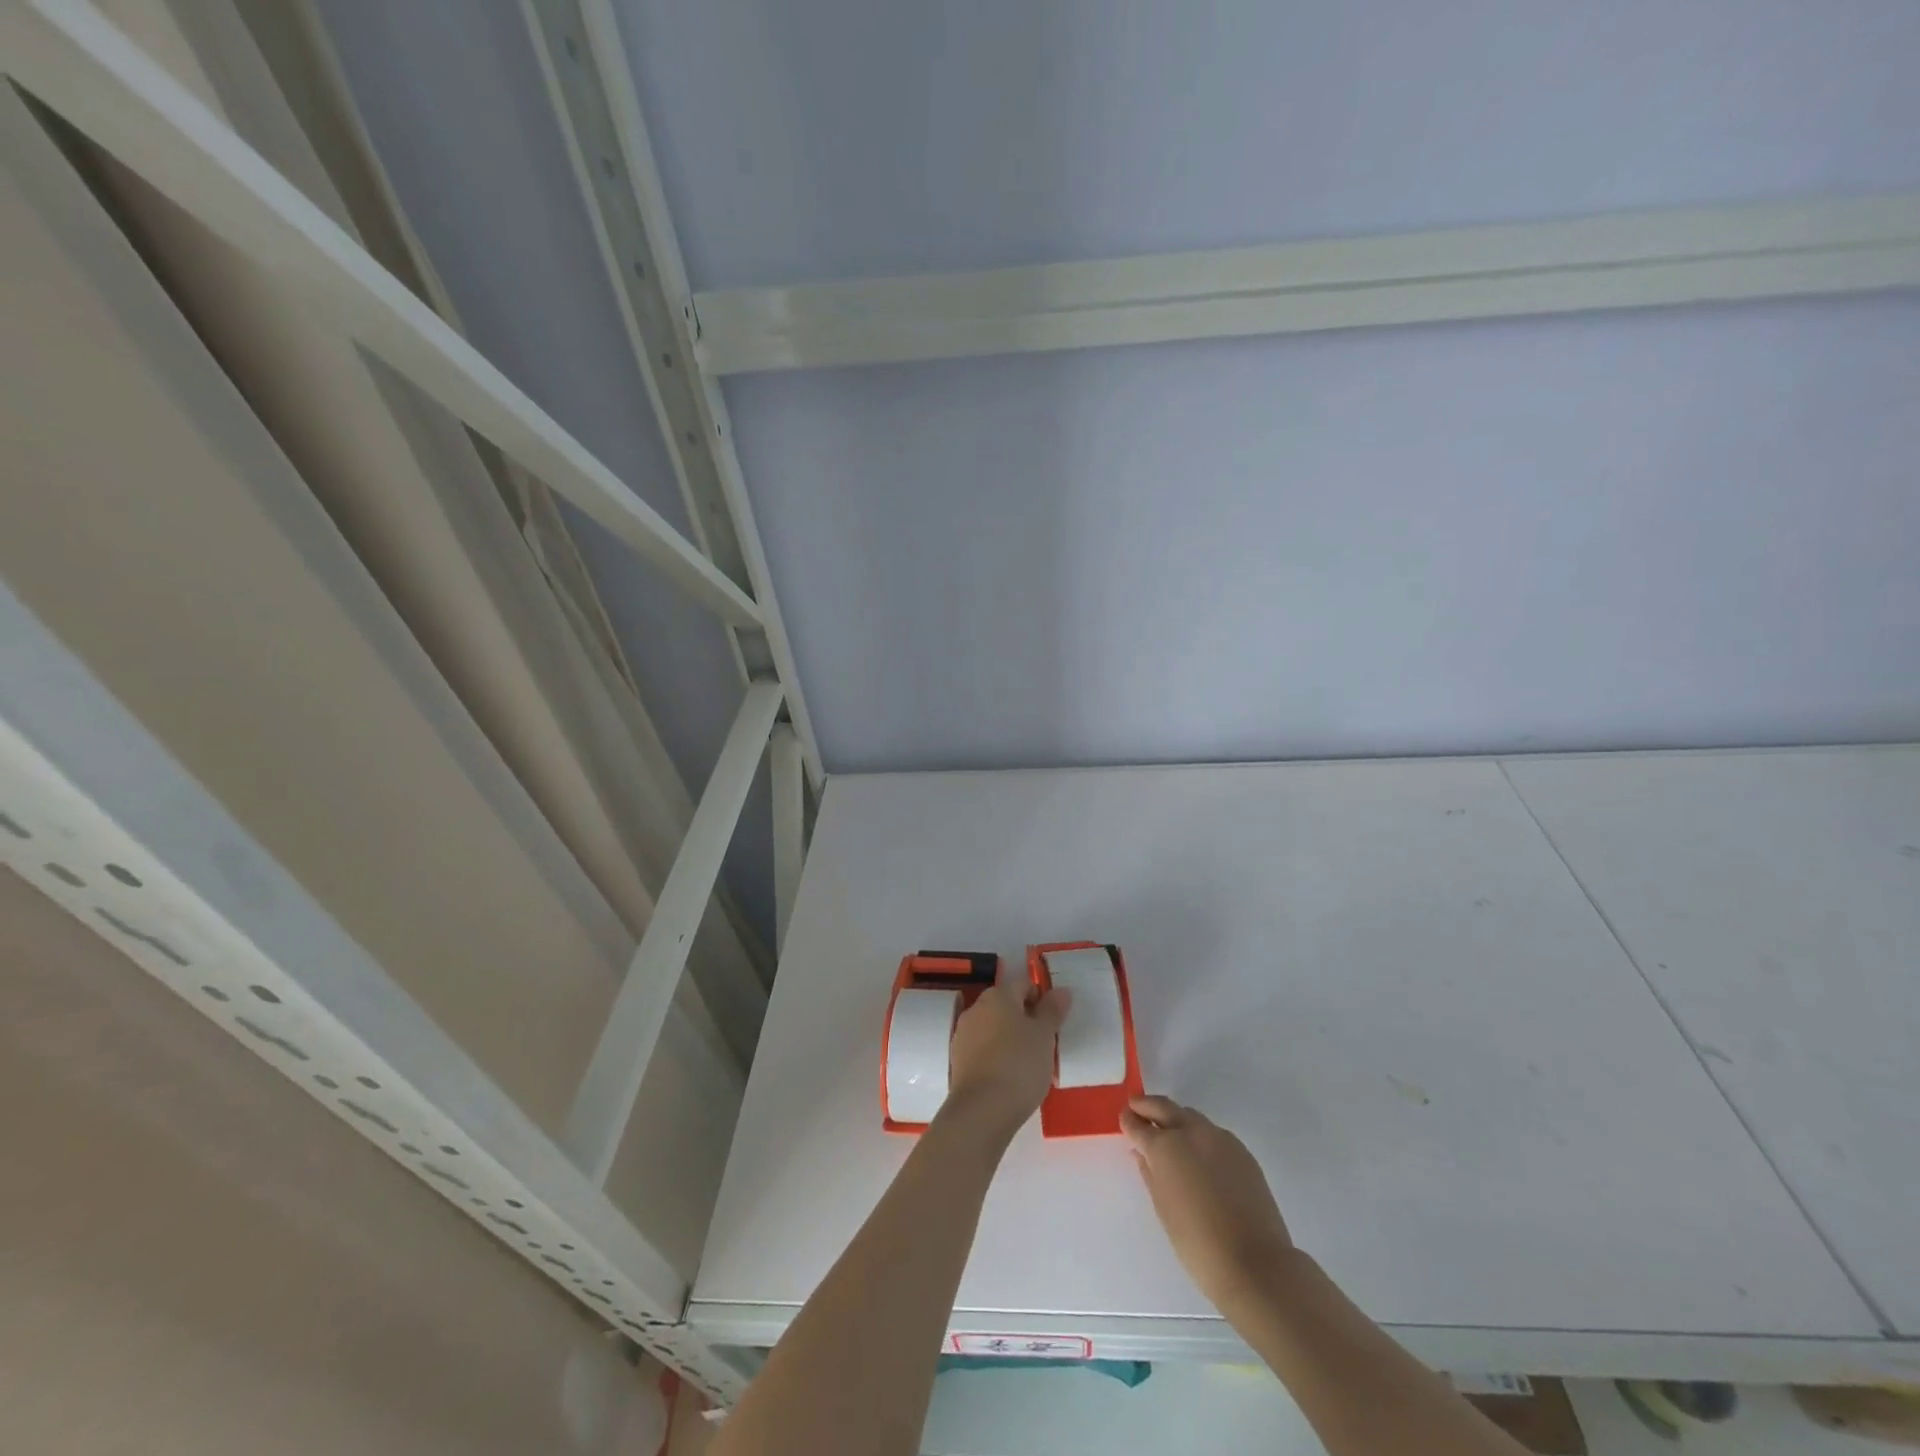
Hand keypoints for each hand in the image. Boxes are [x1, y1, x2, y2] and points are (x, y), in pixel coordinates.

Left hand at [941, 973, 1070, 1139]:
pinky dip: (995, 1054)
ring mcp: (963, 1033)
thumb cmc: (1019, 1065)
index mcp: (998, 995)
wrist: (982, 1110)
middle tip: (1043, 1042)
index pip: (1023, 984)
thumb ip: (1052, 1011)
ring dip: (1008, 1036)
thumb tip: (1061, 990)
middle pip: (1005, 1004)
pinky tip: (1007, 1075)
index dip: (1041, 998)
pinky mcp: (957, 1059)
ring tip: (1027, 1062)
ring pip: (992, 1026)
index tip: (1053, 1022)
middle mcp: (977, 1008)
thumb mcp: (1044, 1036)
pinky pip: (982, 1047)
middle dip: (1024, 1018)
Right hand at [1122, 1095, 1295, 1311]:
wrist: (1254, 1263)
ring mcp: (1218, 1138)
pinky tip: (1199, 1154)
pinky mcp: (1241, 1150)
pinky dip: (1199, 1135)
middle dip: (1147, 1105)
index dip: (1128, 1121)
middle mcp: (1190, 1132)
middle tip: (1137, 1107)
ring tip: (1169, 1131)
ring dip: (1175, 1117)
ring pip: (1190, 1116)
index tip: (1124, 1119)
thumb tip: (1141, 1153)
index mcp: (1164, 1146)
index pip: (1138, 1124)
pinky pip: (1213, 1133)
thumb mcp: (1163, 1208)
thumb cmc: (1197, 1243)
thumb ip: (1150, 1173)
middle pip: (1163, 1106)